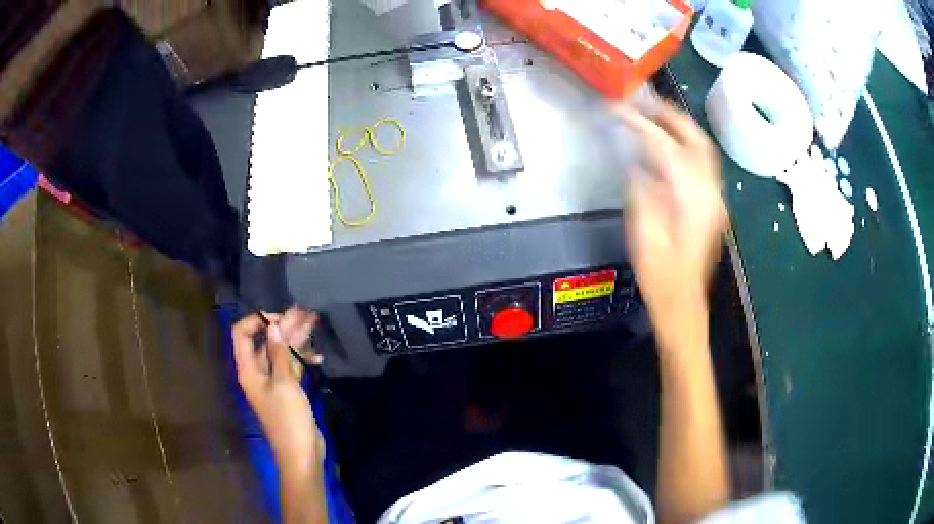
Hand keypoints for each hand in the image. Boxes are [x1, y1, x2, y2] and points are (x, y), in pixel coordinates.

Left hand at [233, 307, 323, 466]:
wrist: (301, 453)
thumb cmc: (288, 419)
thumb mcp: (284, 383)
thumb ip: (279, 353)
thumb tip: (274, 327)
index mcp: (248, 369)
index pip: (242, 333)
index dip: (257, 321)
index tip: (279, 319)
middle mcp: (257, 372)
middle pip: (265, 341)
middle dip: (283, 326)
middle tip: (304, 312)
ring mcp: (272, 381)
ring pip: (280, 352)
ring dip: (295, 339)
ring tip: (314, 321)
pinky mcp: (287, 390)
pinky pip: (291, 366)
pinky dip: (302, 359)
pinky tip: (318, 356)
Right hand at [616, 103, 725, 336]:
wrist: (683, 304)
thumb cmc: (661, 276)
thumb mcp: (643, 234)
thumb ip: (641, 192)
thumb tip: (635, 162)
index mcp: (691, 201)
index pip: (667, 149)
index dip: (643, 126)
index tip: (621, 111)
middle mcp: (710, 194)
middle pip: (697, 141)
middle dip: (671, 116)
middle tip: (644, 103)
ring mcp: (715, 199)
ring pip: (704, 150)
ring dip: (681, 128)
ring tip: (656, 115)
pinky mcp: (712, 206)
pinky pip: (703, 164)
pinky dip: (687, 145)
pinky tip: (670, 144)